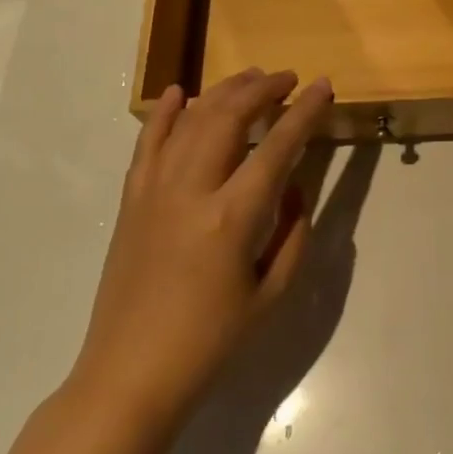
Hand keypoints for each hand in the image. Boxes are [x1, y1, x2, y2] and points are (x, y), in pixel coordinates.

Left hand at [71, 68, 332, 420]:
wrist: (129, 375)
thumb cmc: (210, 342)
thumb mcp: (272, 294)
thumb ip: (293, 234)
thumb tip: (292, 188)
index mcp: (232, 217)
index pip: (277, 146)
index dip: (304, 111)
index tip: (323, 86)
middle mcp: (191, 191)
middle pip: (228, 117)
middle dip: (262, 89)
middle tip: (288, 78)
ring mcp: (155, 191)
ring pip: (190, 121)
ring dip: (222, 92)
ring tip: (250, 78)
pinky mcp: (131, 201)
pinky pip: (147, 144)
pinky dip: (162, 113)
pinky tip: (177, 92)